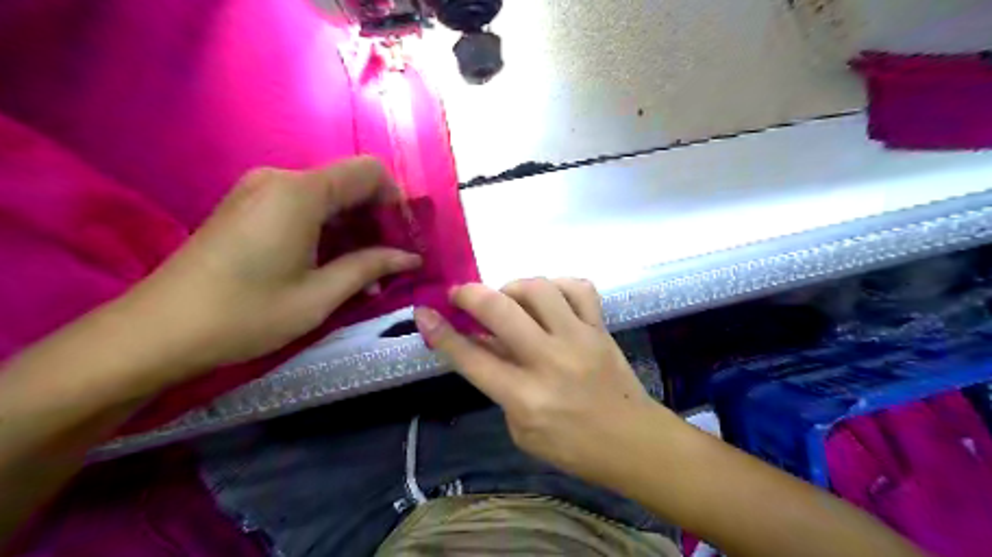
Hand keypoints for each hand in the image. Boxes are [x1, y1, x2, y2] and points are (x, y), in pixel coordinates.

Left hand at [121, 155, 418, 373]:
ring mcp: (259, 191)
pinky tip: (333, 265)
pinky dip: (328, 231)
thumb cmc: (246, 314)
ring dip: (354, 229)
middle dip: (378, 219)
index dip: (397, 201)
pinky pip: (303, 208)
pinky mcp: (247, 207)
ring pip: (328, 198)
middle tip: (392, 262)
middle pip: (349, 184)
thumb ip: (370, 267)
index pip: (369, 172)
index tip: (406, 239)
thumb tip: (411, 257)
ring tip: (366, 274)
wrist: (156, 332)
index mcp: (301, 192)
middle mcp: (280, 179)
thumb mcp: (319, 295)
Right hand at [415, 281, 661, 479]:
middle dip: (470, 294)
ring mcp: (579, 339)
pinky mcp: (600, 328)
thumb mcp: (522, 430)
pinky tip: (549, 298)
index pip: (471, 357)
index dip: (441, 332)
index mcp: (525, 397)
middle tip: (461, 294)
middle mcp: (549, 361)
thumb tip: (483, 344)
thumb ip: (499, 385)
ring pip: (539, 289)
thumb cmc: (573, 447)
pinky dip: (557, 285)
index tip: (424, 312)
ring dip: (513, 287)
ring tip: (509, 300)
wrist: (633, 442)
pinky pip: (579, 287)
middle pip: (500, 310)